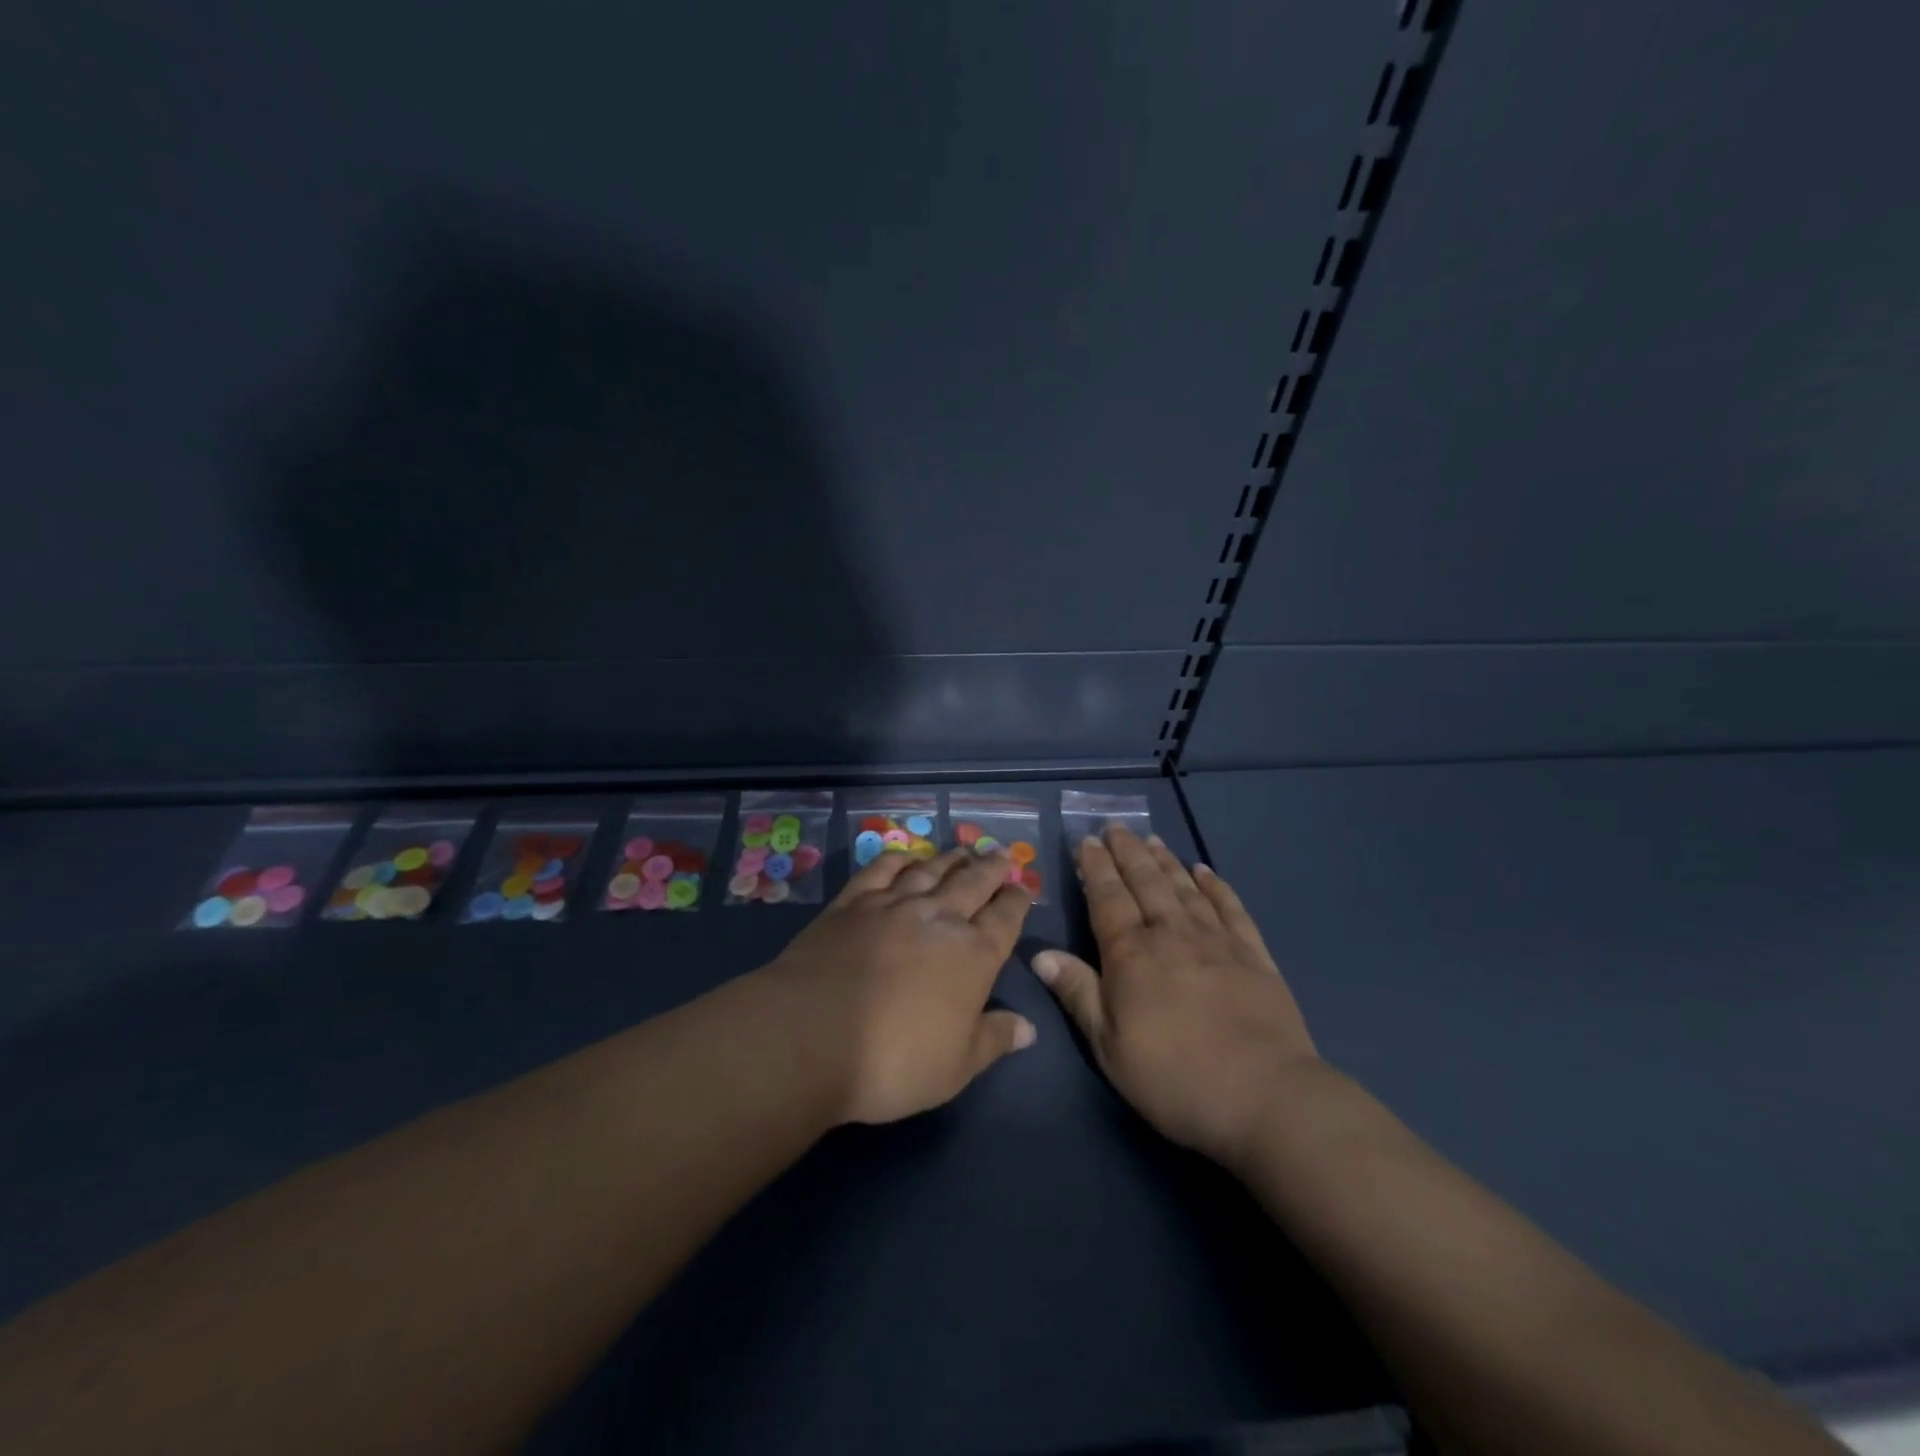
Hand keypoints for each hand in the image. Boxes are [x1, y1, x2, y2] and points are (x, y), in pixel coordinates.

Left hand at [763, 847, 1036, 1125]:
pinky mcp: (851, 903)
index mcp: (973, 955)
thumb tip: (1029, 1028)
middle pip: (972, 883)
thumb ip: (994, 1040)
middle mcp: (939, 918)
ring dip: (950, 859)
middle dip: (990, 868)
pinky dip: (898, 860)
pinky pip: (881, 870)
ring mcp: (893, 905)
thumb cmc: (894, 1060)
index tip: (1023, 887)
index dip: (1017, 901)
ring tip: (962, 850)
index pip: (1005, 918)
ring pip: (930, 871)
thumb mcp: (956, 1067)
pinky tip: (906, 858)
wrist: (812, 1035)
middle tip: (1001, 853)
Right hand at [1032, 826, 1319, 1172]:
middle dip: (1127, 852)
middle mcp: (1171, 934)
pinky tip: (1205, 871)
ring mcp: (1217, 941)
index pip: (1107, 898)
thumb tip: (1040, 953)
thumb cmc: (1173, 1077)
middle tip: (1116, 827)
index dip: (1095, 868)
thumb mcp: (1109, 1045)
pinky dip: (1216, 886)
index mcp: (1132, 955)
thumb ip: (1077, 993)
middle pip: (1146, 882)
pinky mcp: (1254, 955)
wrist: (1265, 1097)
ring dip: (1166, 861)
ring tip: (1152, 839)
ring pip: (1184, 888)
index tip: (1087, 841)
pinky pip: (1231, 908)